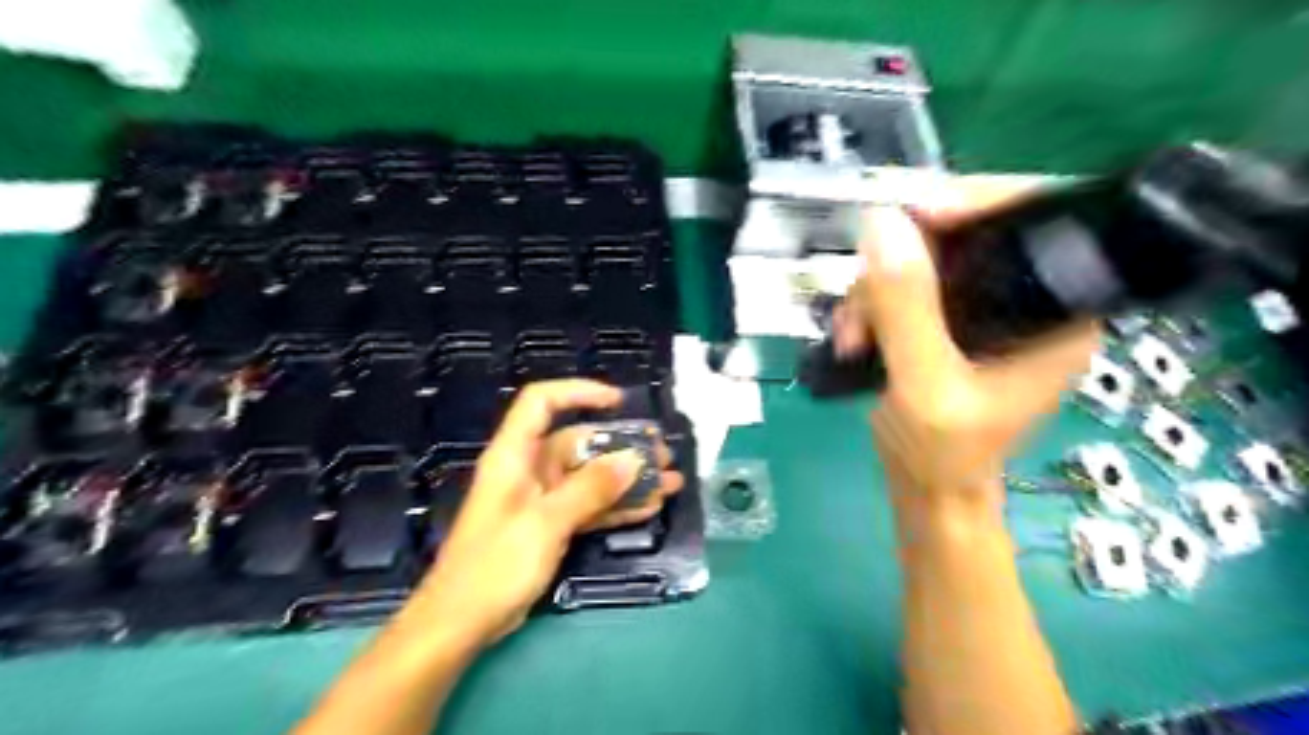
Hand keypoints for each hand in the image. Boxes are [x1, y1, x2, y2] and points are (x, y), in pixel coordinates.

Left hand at [409, 380, 684, 649]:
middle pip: (578, 442)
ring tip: (669, 481)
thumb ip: (591, 489)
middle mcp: (529, 469)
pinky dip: (616, 506)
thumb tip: (634, 459)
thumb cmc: (495, 565)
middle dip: (622, 445)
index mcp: (514, 455)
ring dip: (627, 479)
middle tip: (662, 452)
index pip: (541, 402)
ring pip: (590, 477)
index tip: (618, 402)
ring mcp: (541, 499)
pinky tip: (650, 508)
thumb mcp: (546, 522)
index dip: (578, 392)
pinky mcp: (550, 525)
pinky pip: (589, 506)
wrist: (462, 623)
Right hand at [832, 177, 1095, 516]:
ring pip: (923, 259)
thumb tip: (883, 224)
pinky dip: (872, 304)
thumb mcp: (925, 385)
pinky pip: (904, 284)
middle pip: (966, 234)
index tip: (914, 213)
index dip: (976, 201)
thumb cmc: (944, 452)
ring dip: (876, 291)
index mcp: (1059, 310)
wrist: (926, 488)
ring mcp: (983, 308)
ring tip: (853, 335)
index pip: (1035, 217)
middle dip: (903, 263)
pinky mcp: (948, 319)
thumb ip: (907, 309)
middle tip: (864, 298)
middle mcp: (1027, 298)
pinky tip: (855, 337)